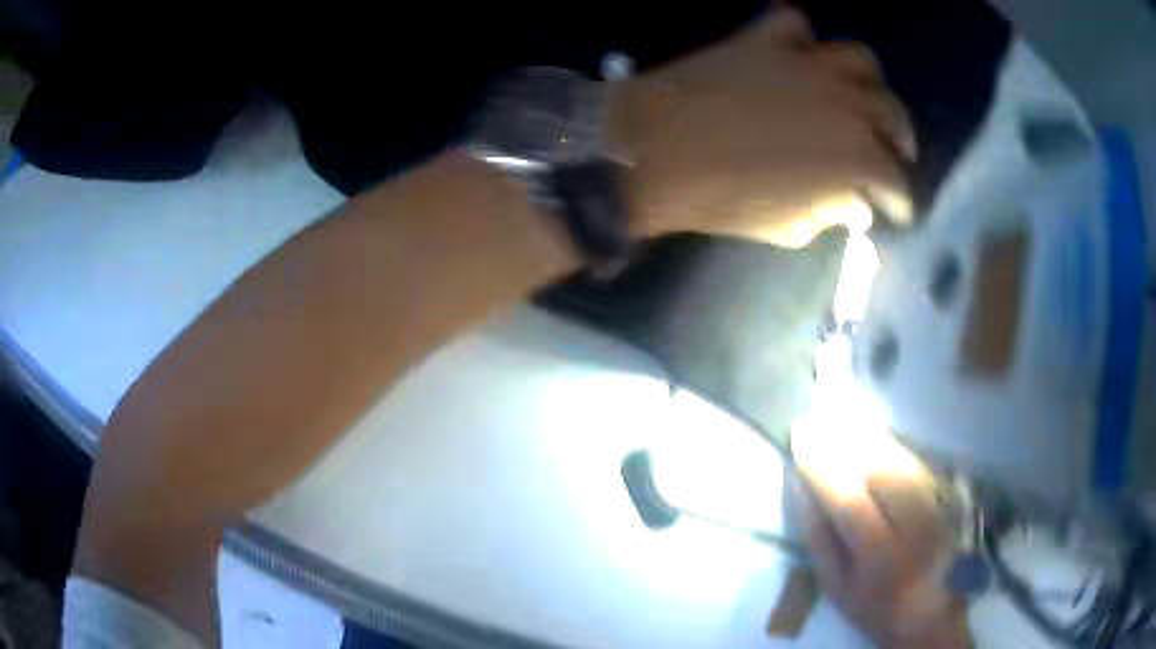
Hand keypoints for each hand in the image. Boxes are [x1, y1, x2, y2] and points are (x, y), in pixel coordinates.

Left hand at [612, 6, 913, 246]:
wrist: (652, 152)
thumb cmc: (721, 199)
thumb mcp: (788, 227)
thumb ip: (830, 212)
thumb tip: (854, 204)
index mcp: (854, 156)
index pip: (895, 181)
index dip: (898, 201)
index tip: (894, 210)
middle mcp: (843, 101)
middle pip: (892, 115)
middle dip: (899, 140)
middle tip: (890, 155)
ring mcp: (805, 62)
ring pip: (860, 59)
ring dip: (868, 82)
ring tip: (859, 99)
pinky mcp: (763, 38)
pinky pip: (793, 22)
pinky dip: (801, 37)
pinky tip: (798, 55)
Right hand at [791, 432, 970, 648]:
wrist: (930, 611)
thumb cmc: (872, 605)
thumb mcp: (834, 584)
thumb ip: (817, 539)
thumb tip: (801, 490)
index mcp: (880, 558)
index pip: (850, 503)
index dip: (823, 468)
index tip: (799, 437)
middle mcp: (915, 526)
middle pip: (883, 469)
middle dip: (847, 441)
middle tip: (818, 423)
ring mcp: (937, 506)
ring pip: (902, 459)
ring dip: (869, 437)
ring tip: (839, 421)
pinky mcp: (947, 497)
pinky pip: (917, 461)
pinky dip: (892, 444)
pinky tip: (873, 436)